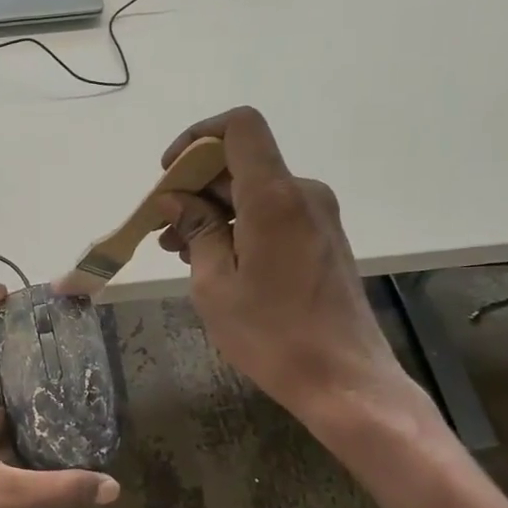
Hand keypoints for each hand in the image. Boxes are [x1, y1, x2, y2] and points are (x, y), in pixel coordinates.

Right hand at [155, 106, 433, 440]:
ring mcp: (318, 215)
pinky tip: (215, 260)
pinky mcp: (323, 238)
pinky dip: (239, 225)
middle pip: (242, 162)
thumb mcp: (215, 284)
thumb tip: (175, 199)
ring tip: (180, 250)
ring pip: (255, 191)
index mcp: (274, 196)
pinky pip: (273, 213)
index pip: (239, 127)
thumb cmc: (272, 335)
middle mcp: (302, 193)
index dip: (198, 137)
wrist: (345, 380)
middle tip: (163, 227)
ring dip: (214, 210)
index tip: (170, 173)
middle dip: (196, 185)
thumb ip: (196, 230)